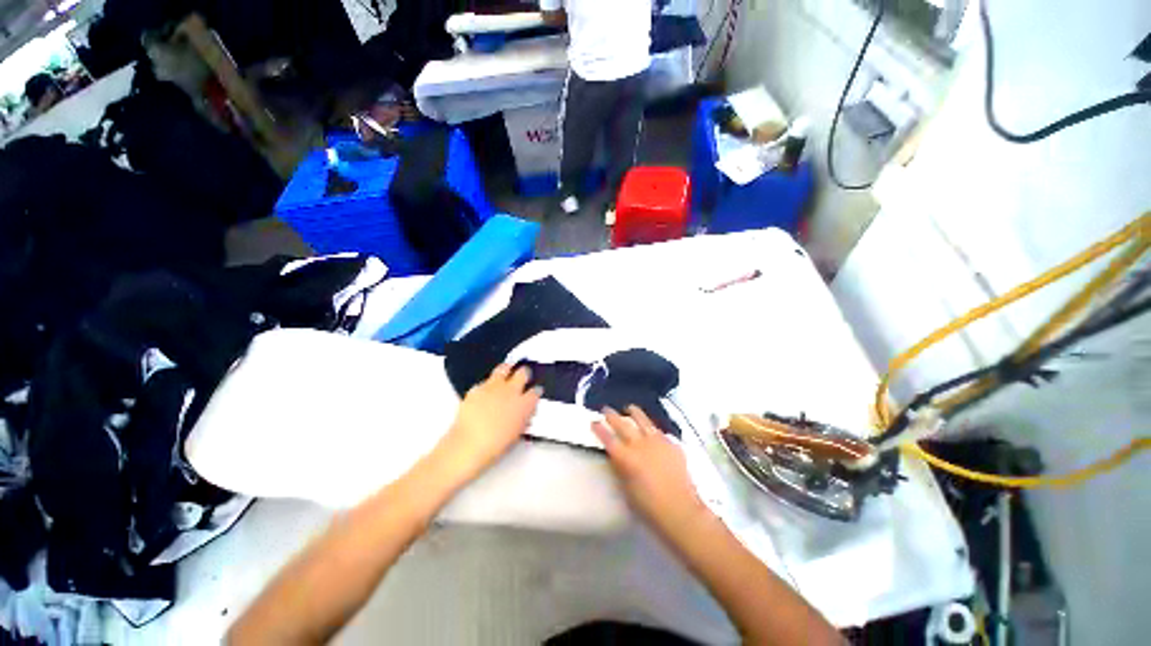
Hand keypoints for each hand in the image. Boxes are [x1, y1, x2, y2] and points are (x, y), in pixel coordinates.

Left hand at [438, 364, 542, 479]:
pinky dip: (487, 383)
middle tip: (523, 374)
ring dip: (507, 369)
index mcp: (525, 404)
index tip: (534, 393)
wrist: (469, 444)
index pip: (535, 392)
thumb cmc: (494, 444)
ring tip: (507, 370)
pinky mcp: (477, 388)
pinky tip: (486, 389)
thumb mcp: (517, 433)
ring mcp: (494, 386)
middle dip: (524, 373)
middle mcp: (512, 390)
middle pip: (523, 373)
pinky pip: (485, 381)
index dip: (535, 392)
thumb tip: (524, 414)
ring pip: (504, 368)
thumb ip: (523, 418)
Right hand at [592, 406, 706, 534]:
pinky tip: (652, 430)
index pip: (608, 438)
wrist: (681, 510)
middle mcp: (640, 445)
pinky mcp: (672, 445)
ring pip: (643, 421)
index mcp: (626, 458)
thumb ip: (620, 469)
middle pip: (623, 425)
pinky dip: (652, 429)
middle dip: (612, 416)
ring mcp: (657, 442)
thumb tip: (616, 457)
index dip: (599, 429)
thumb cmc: (649, 507)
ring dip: (635, 413)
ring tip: (630, 408)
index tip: (594, 421)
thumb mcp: (626, 490)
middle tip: (606, 409)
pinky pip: (659, 432)